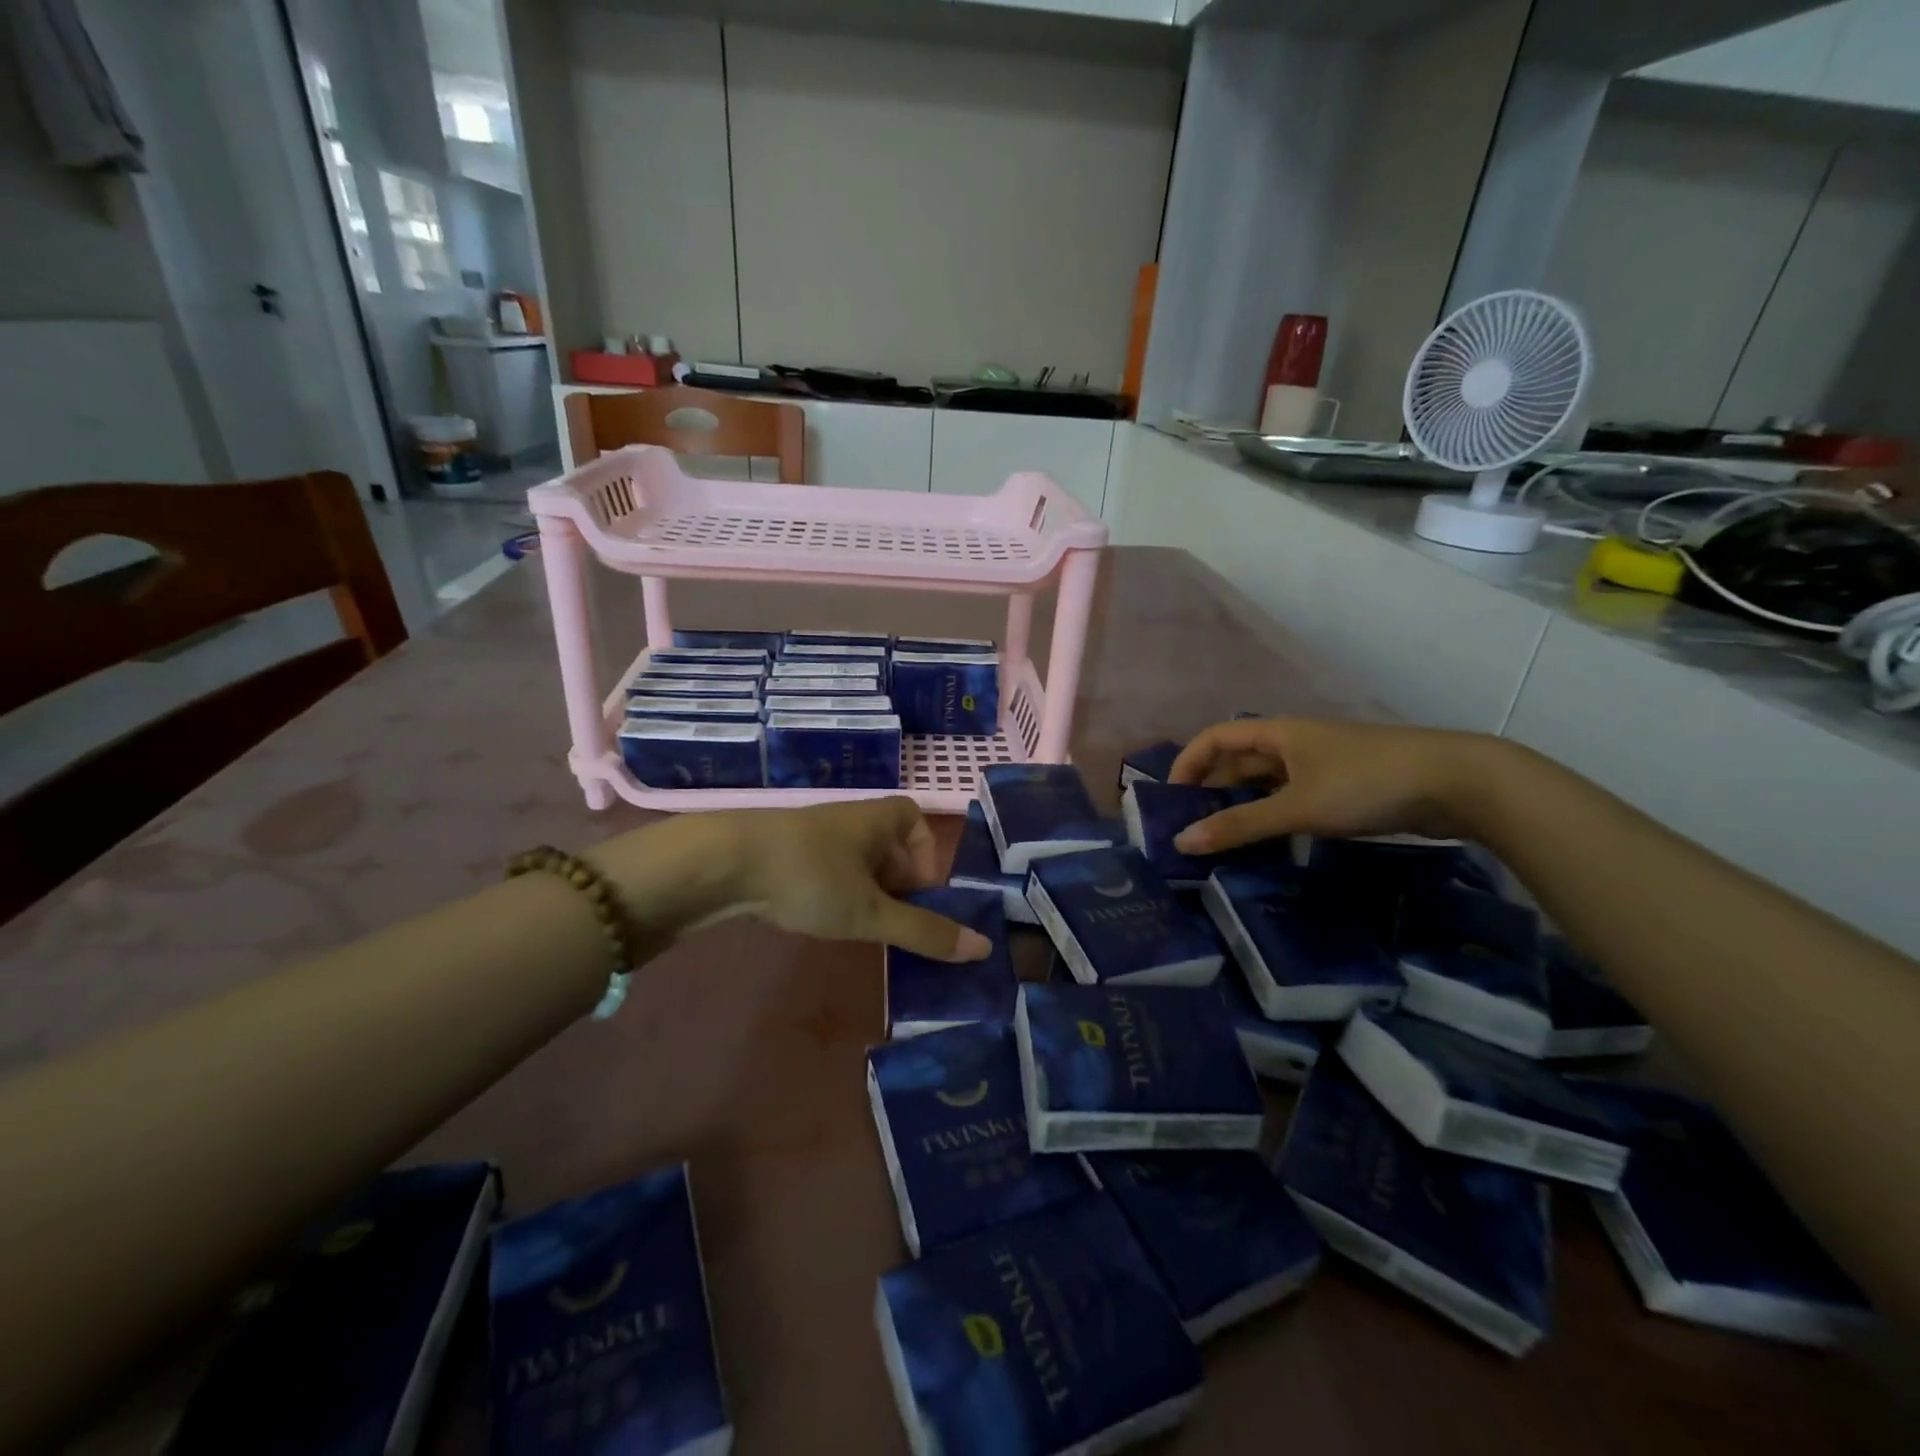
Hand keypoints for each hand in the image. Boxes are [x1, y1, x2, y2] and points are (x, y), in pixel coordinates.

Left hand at [729, 798, 990, 961]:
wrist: (725, 863)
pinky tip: (819, 916)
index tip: (919, 893)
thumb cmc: (812, 877)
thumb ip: (925, 931)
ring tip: (856, 924)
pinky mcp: (785, 851)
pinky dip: (833, 891)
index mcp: (879, 818)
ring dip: (864, 890)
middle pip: (887, 844)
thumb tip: (983, 948)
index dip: (925, 855)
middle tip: (890, 919)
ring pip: (855, 859)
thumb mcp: (872, 912)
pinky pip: (826, 867)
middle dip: (897, 882)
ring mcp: (815, 833)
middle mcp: (850, 818)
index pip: (915, 820)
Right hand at [1168, 718, 1501, 852]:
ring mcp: (1320, 765)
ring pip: (1266, 783)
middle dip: (1211, 791)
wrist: (1458, 782)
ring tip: (1222, 842)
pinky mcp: (1343, 787)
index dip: (1187, 763)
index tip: (1170, 800)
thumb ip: (1240, 826)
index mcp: (1277, 733)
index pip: (1215, 738)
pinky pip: (1292, 798)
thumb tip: (1181, 841)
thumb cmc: (1366, 783)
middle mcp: (1293, 743)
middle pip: (1238, 761)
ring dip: (1242, 807)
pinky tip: (1268, 843)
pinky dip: (1272, 816)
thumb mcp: (1297, 807)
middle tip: (1192, 830)